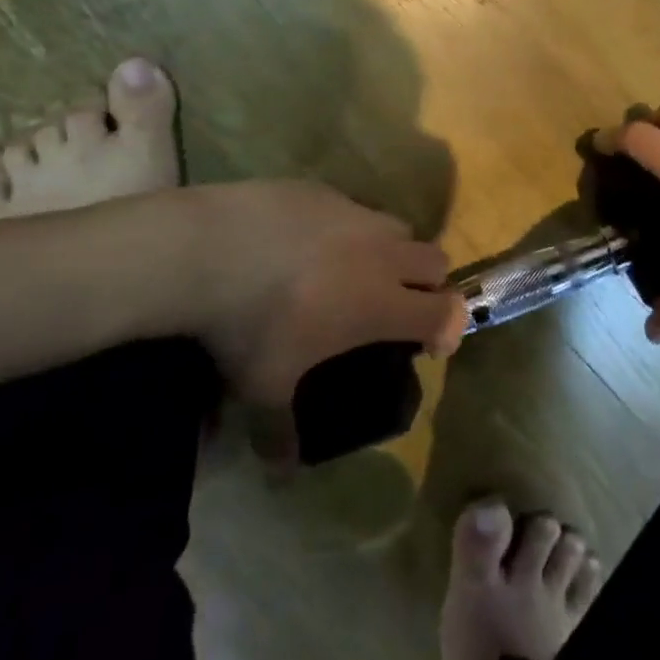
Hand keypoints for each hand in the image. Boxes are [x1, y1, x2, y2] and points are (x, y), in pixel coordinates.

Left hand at [181, 181, 463, 406]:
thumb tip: (281, 470)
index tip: (429, 344)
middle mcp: (381, 253)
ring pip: (398, 227)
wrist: (210, 250)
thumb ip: (281, 429)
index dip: (449, 329)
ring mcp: (354, 214)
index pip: (445, 312)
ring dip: (392, 251)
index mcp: (381, 303)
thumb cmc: (250, 325)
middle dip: (428, 284)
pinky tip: (307, 242)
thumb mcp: (264, 386)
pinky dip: (347, 228)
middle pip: (436, 260)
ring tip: (353, 269)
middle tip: (395, 304)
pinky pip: (353, 207)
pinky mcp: (324, 190)